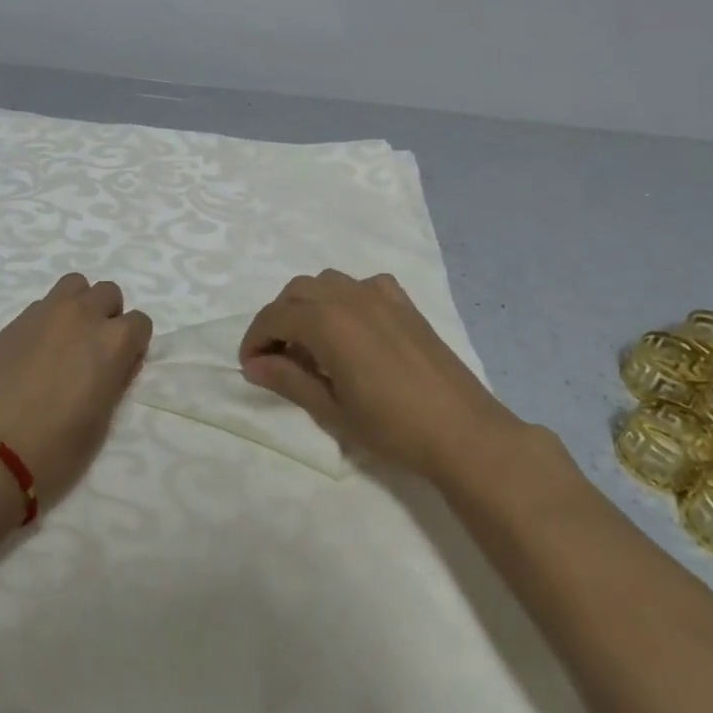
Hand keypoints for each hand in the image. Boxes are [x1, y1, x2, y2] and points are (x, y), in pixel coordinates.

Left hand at [0, 273, 152, 507]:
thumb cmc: (56, 448)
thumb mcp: (102, 421)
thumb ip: (114, 381)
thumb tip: (115, 365)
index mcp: (112, 341)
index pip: (140, 322)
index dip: (133, 345)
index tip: (121, 367)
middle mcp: (82, 316)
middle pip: (107, 292)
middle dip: (108, 316)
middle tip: (93, 351)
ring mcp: (44, 314)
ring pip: (74, 285)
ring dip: (78, 304)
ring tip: (66, 340)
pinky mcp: (12, 323)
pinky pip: (41, 305)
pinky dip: (47, 320)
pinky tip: (34, 353)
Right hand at [239, 270, 534, 481]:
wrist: (462, 430)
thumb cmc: (391, 426)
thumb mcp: (331, 409)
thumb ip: (288, 380)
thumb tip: (253, 365)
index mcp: (327, 322)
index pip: (274, 316)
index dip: (255, 339)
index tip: (250, 366)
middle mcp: (349, 297)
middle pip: (296, 292)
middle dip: (278, 319)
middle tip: (276, 356)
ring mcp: (380, 295)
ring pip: (327, 282)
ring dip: (308, 304)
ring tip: (310, 341)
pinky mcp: (404, 303)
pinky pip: (361, 285)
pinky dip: (344, 298)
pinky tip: (352, 327)